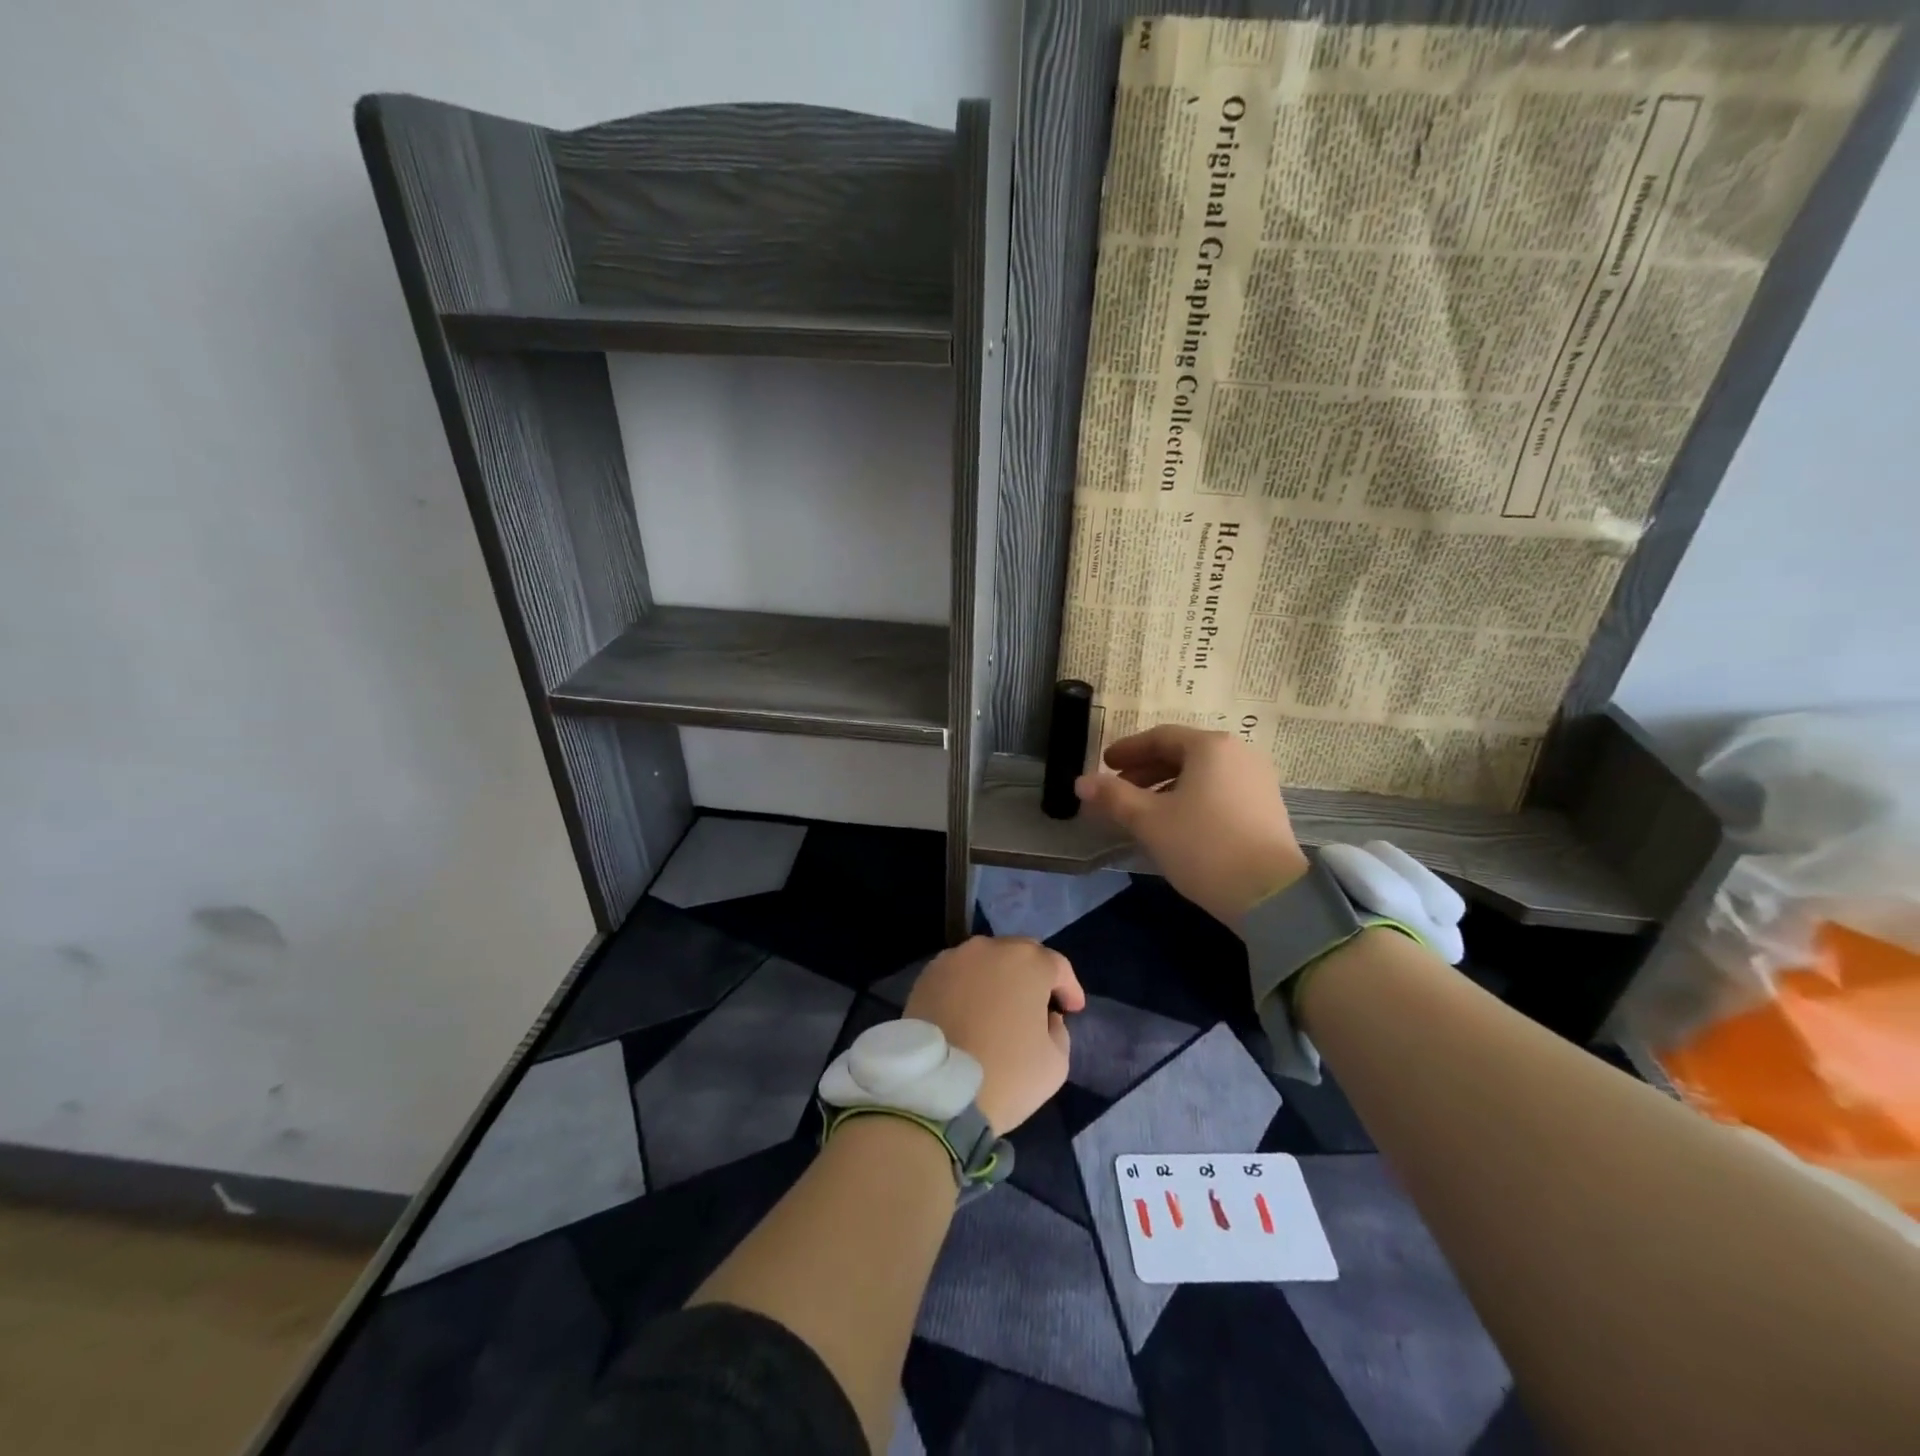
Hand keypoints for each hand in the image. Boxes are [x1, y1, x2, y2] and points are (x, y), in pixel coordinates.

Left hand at [903, 936, 1085, 1133]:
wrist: (938, 1091)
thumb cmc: (1007, 1075)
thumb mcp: (1056, 1062)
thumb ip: (1058, 1029)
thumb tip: (1045, 1017)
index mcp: (1028, 963)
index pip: (1058, 966)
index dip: (1069, 988)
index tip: (1072, 1009)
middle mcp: (989, 948)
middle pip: (1020, 954)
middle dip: (1033, 975)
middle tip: (1038, 1003)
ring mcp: (954, 959)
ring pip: (986, 960)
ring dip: (999, 977)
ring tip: (1001, 1006)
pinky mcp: (927, 975)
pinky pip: (958, 974)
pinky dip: (969, 986)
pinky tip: (970, 1010)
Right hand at [1075, 724, 1308, 928]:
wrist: (1271, 894)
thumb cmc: (1203, 845)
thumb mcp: (1149, 821)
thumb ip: (1113, 797)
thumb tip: (1081, 782)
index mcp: (1211, 747)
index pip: (1160, 737)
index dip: (1128, 749)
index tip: (1105, 764)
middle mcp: (1239, 754)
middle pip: (1183, 754)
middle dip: (1146, 771)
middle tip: (1118, 790)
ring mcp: (1258, 781)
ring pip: (1201, 775)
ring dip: (1166, 787)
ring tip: (1142, 812)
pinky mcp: (1267, 809)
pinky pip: (1219, 792)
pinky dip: (1191, 799)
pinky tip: (1176, 825)